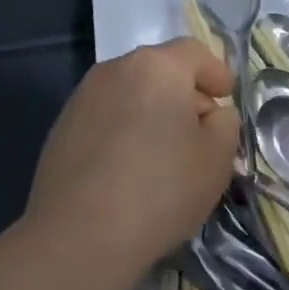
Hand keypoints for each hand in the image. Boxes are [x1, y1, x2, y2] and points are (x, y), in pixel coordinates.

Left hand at [25, 39, 240, 272]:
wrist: (79, 236)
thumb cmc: (160, 190)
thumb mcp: (217, 158)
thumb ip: (225, 124)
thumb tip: (211, 114)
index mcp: (156, 67)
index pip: (195, 52)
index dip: (216, 73)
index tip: (226, 98)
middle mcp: (115, 70)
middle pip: (160, 71)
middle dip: (185, 95)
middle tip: (201, 132)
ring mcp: (82, 98)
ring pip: (131, 94)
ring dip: (152, 113)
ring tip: (165, 154)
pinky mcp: (62, 129)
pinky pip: (106, 118)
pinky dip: (125, 131)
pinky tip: (130, 169)